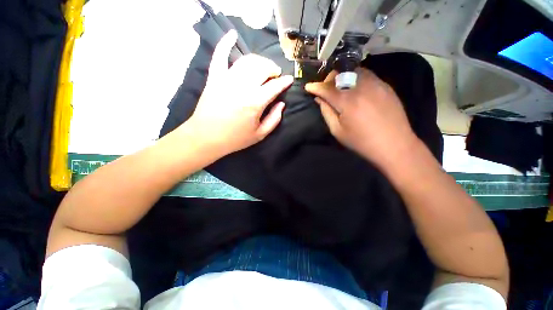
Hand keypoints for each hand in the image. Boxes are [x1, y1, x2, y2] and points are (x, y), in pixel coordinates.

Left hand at [183, 30, 293, 156]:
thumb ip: (274, 119)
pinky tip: (232, 35)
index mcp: (255, 102)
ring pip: (247, 61)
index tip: (289, 80)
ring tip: (263, 66)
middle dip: (273, 68)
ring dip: (259, 60)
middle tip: (276, 74)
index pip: (275, 86)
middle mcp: (242, 86)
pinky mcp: (214, 77)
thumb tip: (281, 104)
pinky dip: (225, 43)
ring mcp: (226, 79)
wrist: (206, 137)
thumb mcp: (260, 135)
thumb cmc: (235, 138)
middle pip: (262, 68)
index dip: (284, 82)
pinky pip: (220, 55)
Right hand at [305, 68, 418, 166]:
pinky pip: (367, 75)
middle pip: (340, 73)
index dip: (315, 87)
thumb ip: (327, 112)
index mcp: (347, 101)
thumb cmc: (361, 141)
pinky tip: (356, 89)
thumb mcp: (338, 131)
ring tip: (340, 87)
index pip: (326, 88)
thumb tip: (319, 99)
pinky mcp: (386, 86)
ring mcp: (376, 84)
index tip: (308, 87)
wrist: (394, 144)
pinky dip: (356, 78)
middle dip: (328, 79)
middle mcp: (361, 87)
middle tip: (325, 89)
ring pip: (354, 70)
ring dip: (343, 76)